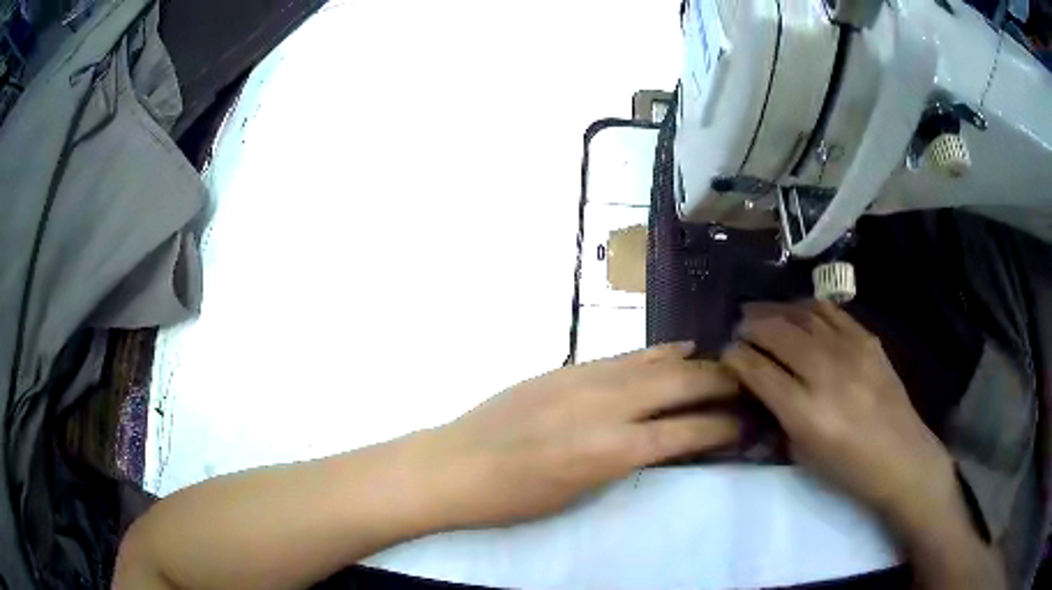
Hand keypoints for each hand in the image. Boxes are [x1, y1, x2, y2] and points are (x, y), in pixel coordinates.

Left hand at [421, 343, 739, 528]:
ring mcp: (585, 379)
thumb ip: (627, 461)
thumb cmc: (515, 499)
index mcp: (611, 450)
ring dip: (695, 363)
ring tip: (725, 364)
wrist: (455, 466)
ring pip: (656, 362)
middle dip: (721, 384)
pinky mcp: (567, 368)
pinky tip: (677, 351)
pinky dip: (657, 354)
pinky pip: (624, 357)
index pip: (686, 431)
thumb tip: (665, 443)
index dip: (723, 427)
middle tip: (748, 386)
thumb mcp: (580, 492)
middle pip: (681, 385)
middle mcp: (607, 406)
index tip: (748, 424)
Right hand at [722, 301, 958, 528]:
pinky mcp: (868, 340)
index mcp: (806, 412)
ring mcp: (851, 351)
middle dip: (752, 326)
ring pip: (804, 314)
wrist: (902, 458)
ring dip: (777, 309)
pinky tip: (798, 311)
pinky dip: (809, 307)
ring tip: (762, 311)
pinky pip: (832, 312)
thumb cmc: (849, 470)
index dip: (736, 358)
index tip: (725, 354)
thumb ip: (781, 417)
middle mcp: (826, 373)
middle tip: (739, 326)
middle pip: (778, 333)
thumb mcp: (804, 456)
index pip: (759, 371)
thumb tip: (763, 388)